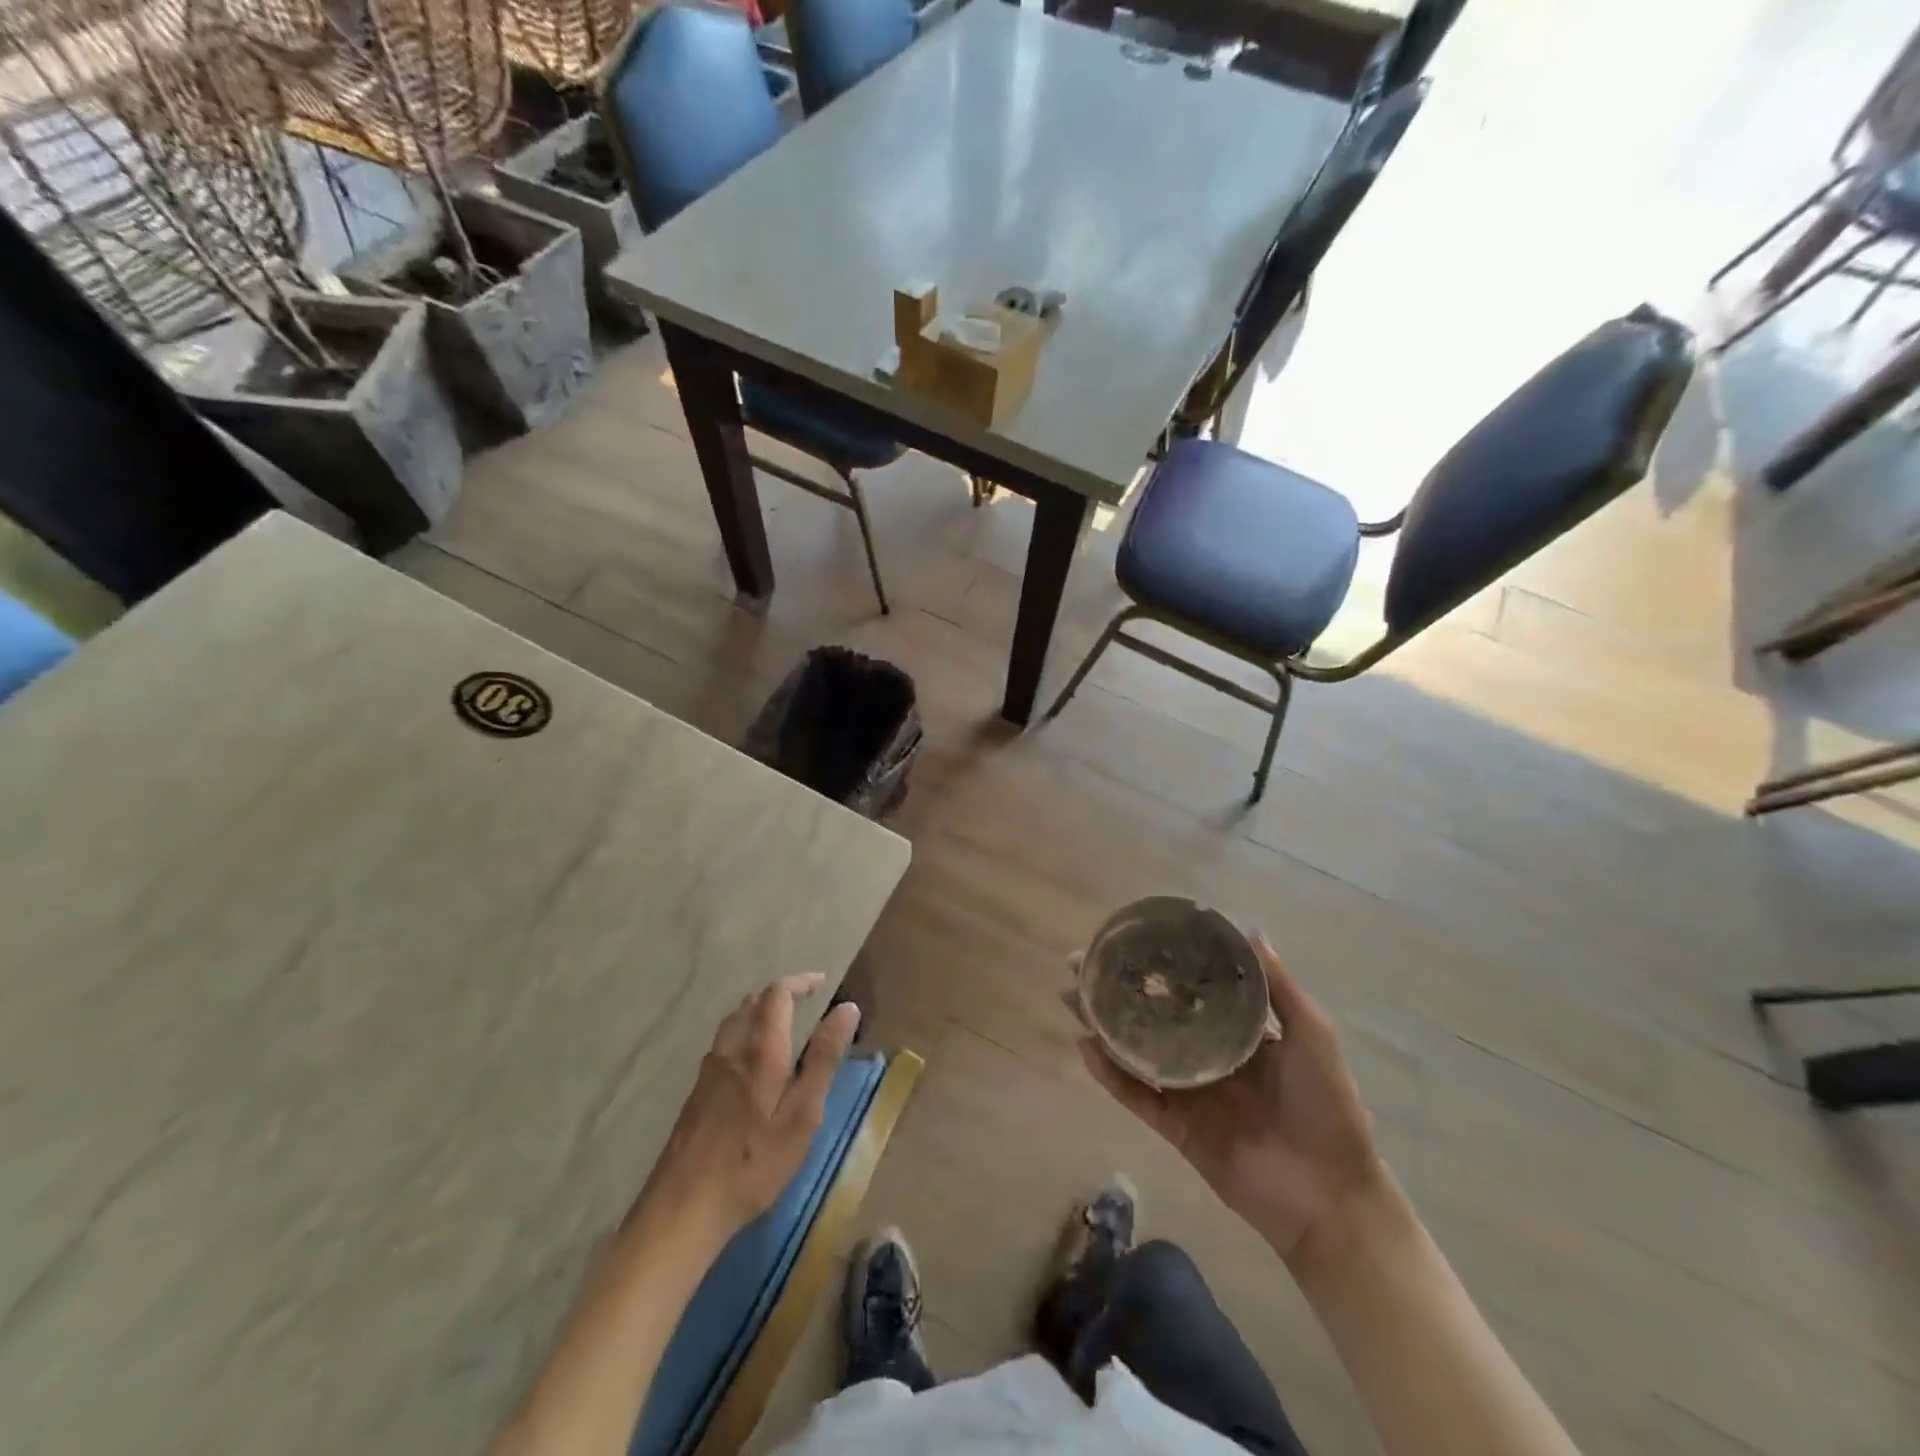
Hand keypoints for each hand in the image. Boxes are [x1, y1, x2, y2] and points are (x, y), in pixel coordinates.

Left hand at [632, 974, 860, 1245]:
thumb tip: (847, 1009)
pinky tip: (750, 1064)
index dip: (800, 982)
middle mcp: (730, 1050)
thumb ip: (823, 1059)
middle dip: (779, 995)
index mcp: (760, 1051)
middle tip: (805, 1004)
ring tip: (780, 1026)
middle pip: (752, 1003)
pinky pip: (722, 1045)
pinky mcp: (695, 1094)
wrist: (683, 1209)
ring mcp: (707, 1072)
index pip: (777, 995)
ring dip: (758, 1013)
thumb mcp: (802, 1115)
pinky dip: (742, 1035)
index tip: (822, 983)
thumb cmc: (753, 1163)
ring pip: (733, 1023)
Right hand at [1075, 936, 1385, 1264]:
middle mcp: (1207, 1058)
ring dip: (1105, 1027)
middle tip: (1084, 965)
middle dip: (1121, 992)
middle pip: (1154, 1018)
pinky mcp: (1175, 1128)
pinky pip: (1137, 1096)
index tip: (1134, 940)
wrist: (1330, 1196)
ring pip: (1137, 1053)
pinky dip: (1110, 1075)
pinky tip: (1087, 1047)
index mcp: (1239, 1035)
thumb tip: (1252, 931)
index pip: (1193, 992)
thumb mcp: (1311, 1035)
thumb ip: (1280, 988)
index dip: (1163, 967)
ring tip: (1074, 998)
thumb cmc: (1326, 1107)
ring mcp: (1189, 1093)